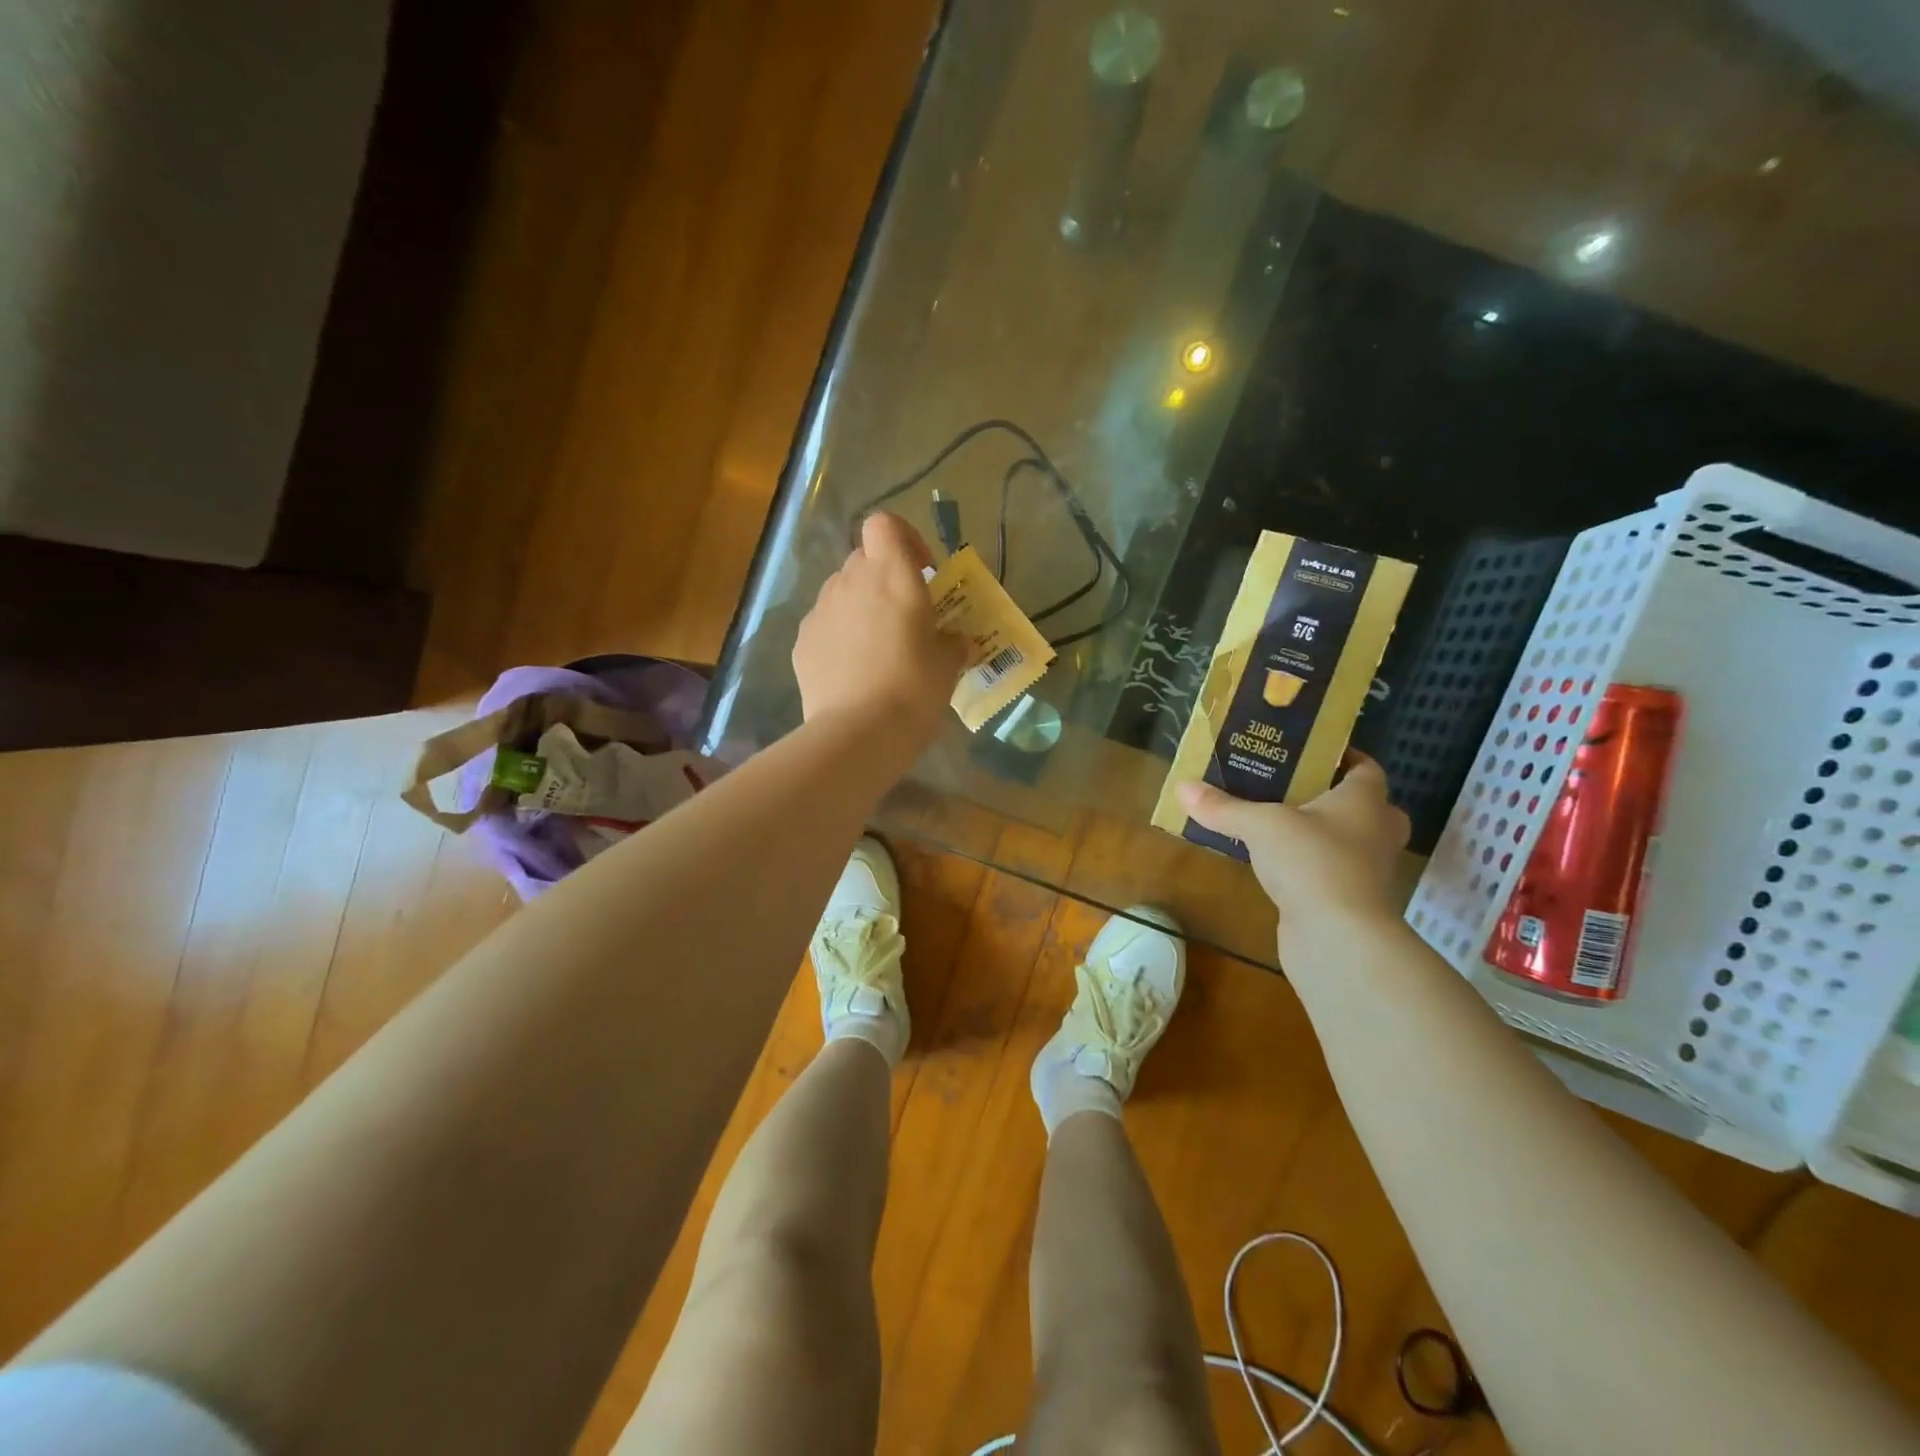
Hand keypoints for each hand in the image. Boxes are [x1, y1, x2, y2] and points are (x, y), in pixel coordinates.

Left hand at [793, 512, 967, 755]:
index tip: (922, 570)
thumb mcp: (948, 665)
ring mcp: (820, 611)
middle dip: (883, 578)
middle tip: (905, 615)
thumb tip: (956, 642)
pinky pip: (824, 624)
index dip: (904, 538)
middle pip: (863, 559)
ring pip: (841, 592)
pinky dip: (839, 635)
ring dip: (860, 607)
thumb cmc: (914, 689)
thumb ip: (953, 643)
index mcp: (891, 575)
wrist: (858, 733)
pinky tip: (853, 670)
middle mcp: (851, 582)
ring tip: (877, 647)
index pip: (884, 525)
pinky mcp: (802, 642)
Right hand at [1178, 752, 1408, 928]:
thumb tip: (1182, 786)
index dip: (1341, 756)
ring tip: (1275, 823)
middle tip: (1291, 788)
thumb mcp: (1259, 825)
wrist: (1339, 939)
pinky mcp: (1353, 903)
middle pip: (1363, 806)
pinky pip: (1331, 872)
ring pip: (1347, 841)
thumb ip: (1223, 806)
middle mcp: (1377, 832)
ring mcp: (1369, 871)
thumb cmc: (1312, 862)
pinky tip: (1276, 864)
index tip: (1306, 752)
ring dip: (1319, 834)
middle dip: (1332, 797)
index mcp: (1366, 800)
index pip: (1365, 767)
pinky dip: (1309, 866)